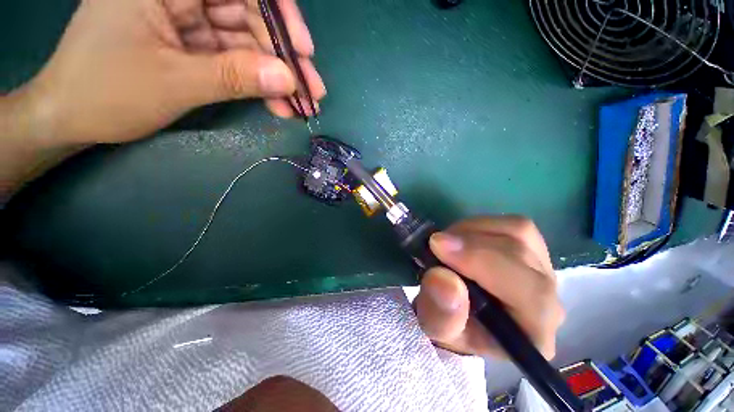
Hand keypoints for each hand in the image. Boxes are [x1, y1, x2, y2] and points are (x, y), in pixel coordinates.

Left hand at [18, 0, 323, 144]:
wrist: (71, 117)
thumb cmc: (105, 93)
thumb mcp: (174, 83)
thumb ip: (233, 76)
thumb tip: (288, 79)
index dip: (278, 14)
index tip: (304, 49)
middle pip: (247, 15)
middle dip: (283, 56)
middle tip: (311, 91)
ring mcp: (186, 20)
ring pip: (245, 42)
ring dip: (275, 76)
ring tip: (299, 105)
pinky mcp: (191, 45)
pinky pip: (234, 60)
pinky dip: (256, 83)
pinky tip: (276, 104)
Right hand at [414, 216, 564, 358]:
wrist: (458, 319)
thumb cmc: (449, 329)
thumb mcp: (436, 330)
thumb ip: (440, 315)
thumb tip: (443, 278)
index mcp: (533, 334)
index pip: (529, 292)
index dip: (482, 261)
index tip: (438, 246)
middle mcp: (549, 301)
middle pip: (522, 253)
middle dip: (471, 243)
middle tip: (435, 244)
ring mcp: (542, 272)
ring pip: (519, 232)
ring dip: (473, 230)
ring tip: (447, 243)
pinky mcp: (530, 251)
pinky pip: (510, 226)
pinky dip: (478, 226)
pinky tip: (460, 239)